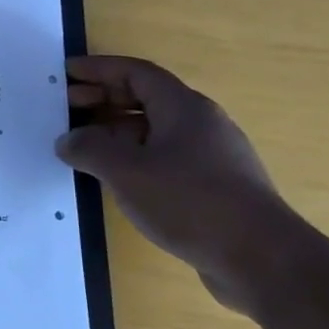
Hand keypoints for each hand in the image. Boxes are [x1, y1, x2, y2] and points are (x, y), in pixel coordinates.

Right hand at [54, 55, 297, 312]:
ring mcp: (211, 157)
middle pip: (145, 98)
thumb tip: (68, 140)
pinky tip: (114, 179)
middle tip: (65, 109)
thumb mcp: (125, 170)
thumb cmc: (190, 201)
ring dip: (114, 131)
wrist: (263, 259)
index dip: (99, 69)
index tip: (66, 73)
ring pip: (154, 131)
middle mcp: (200, 124)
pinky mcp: (213, 187)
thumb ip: (89, 148)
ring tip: (81, 147)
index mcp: (183, 108)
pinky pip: (164, 158)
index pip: (136, 73)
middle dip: (103, 99)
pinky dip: (133, 158)